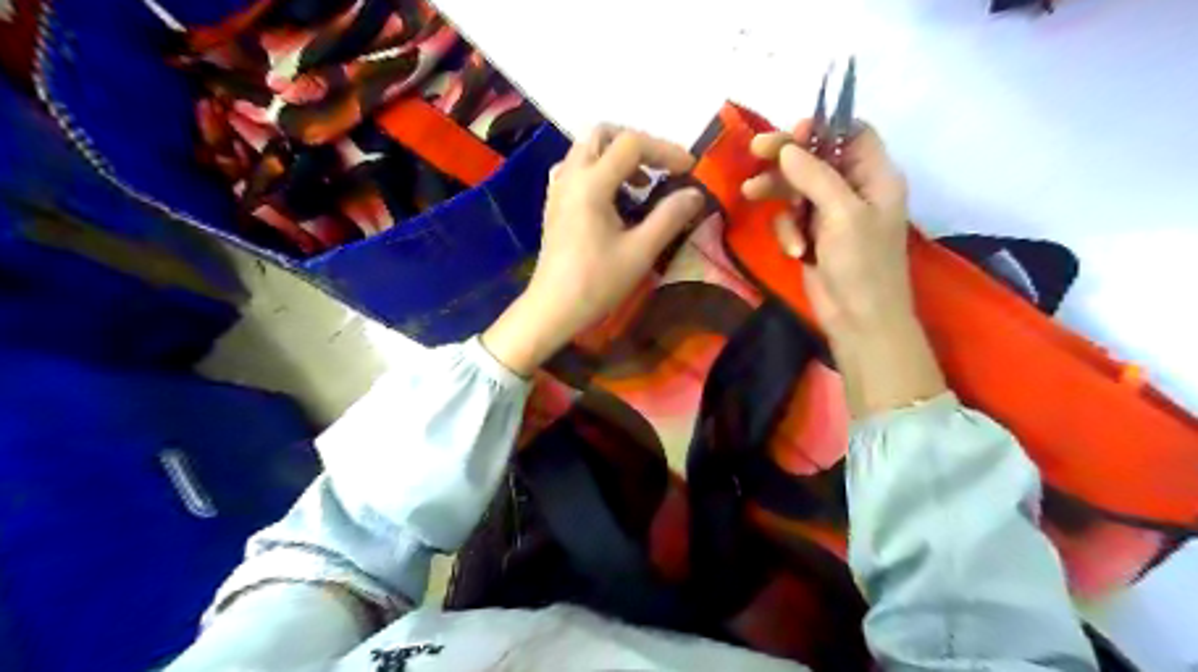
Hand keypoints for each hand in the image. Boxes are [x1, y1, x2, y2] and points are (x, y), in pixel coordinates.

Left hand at [481, 126, 703, 378]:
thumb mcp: (640, 252)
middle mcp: (570, 177)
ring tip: (641, 185)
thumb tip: (695, 194)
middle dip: (636, 144)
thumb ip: (669, 217)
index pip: (631, 144)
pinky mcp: (554, 205)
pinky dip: (600, 171)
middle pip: (602, 135)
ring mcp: (558, 190)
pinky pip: (577, 169)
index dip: (665, 150)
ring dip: (616, 156)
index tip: (689, 170)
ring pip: (587, 150)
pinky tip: (614, 199)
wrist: (552, 309)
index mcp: (591, 184)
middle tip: (660, 169)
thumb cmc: (596, 282)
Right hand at [741, 122, 945, 415]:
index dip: (824, 128)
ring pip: (797, 188)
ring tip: (750, 192)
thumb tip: (787, 148)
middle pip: (817, 158)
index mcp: (875, 177)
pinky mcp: (813, 236)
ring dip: (778, 193)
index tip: (792, 131)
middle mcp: (854, 190)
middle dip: (787, 157)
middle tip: (755, 150)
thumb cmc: (862, 264)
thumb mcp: (843, 214)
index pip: (854, 134)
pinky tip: (793, 249)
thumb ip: (816, 176)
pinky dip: (787, 230)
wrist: (859, 320)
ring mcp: (831, 215)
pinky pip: (791, 218)